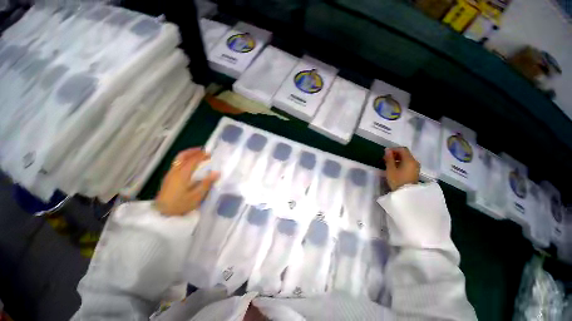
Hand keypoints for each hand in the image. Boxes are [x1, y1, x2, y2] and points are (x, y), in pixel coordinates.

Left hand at [154, 148, 218, 215]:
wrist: (161, 214)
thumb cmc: (180, 205)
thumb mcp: (196, 196)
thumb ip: (206, 183)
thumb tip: (216, 172)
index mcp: (182, 174)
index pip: (192, 160)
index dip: (201, 155)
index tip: (210, 154)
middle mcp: (174, 171)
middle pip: (182, 156)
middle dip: (193, 151)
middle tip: (203, 151)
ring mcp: (170, 174)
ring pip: (178, 159)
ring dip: (188, 155)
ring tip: (198, 155)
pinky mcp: (168, 178)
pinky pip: (176, 164)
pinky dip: (184, 160)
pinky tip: (190, 165)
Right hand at [384, 147, 419, 190]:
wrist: (406, 194)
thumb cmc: (397, 180)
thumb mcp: (390, 169)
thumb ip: (389, 158)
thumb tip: (387, 150)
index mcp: (409, 160)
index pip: (402, 149)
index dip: (393, 149)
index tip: (385, 153)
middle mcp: (414, 162)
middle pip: (405, 153)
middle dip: (395, 154)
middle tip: (385, 158)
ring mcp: (415, 167)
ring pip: (406, 158)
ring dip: (397, 158)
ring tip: (388, 163)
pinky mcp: (414, 171)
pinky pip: (408, 163)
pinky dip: (401, 162)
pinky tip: (394, 167)